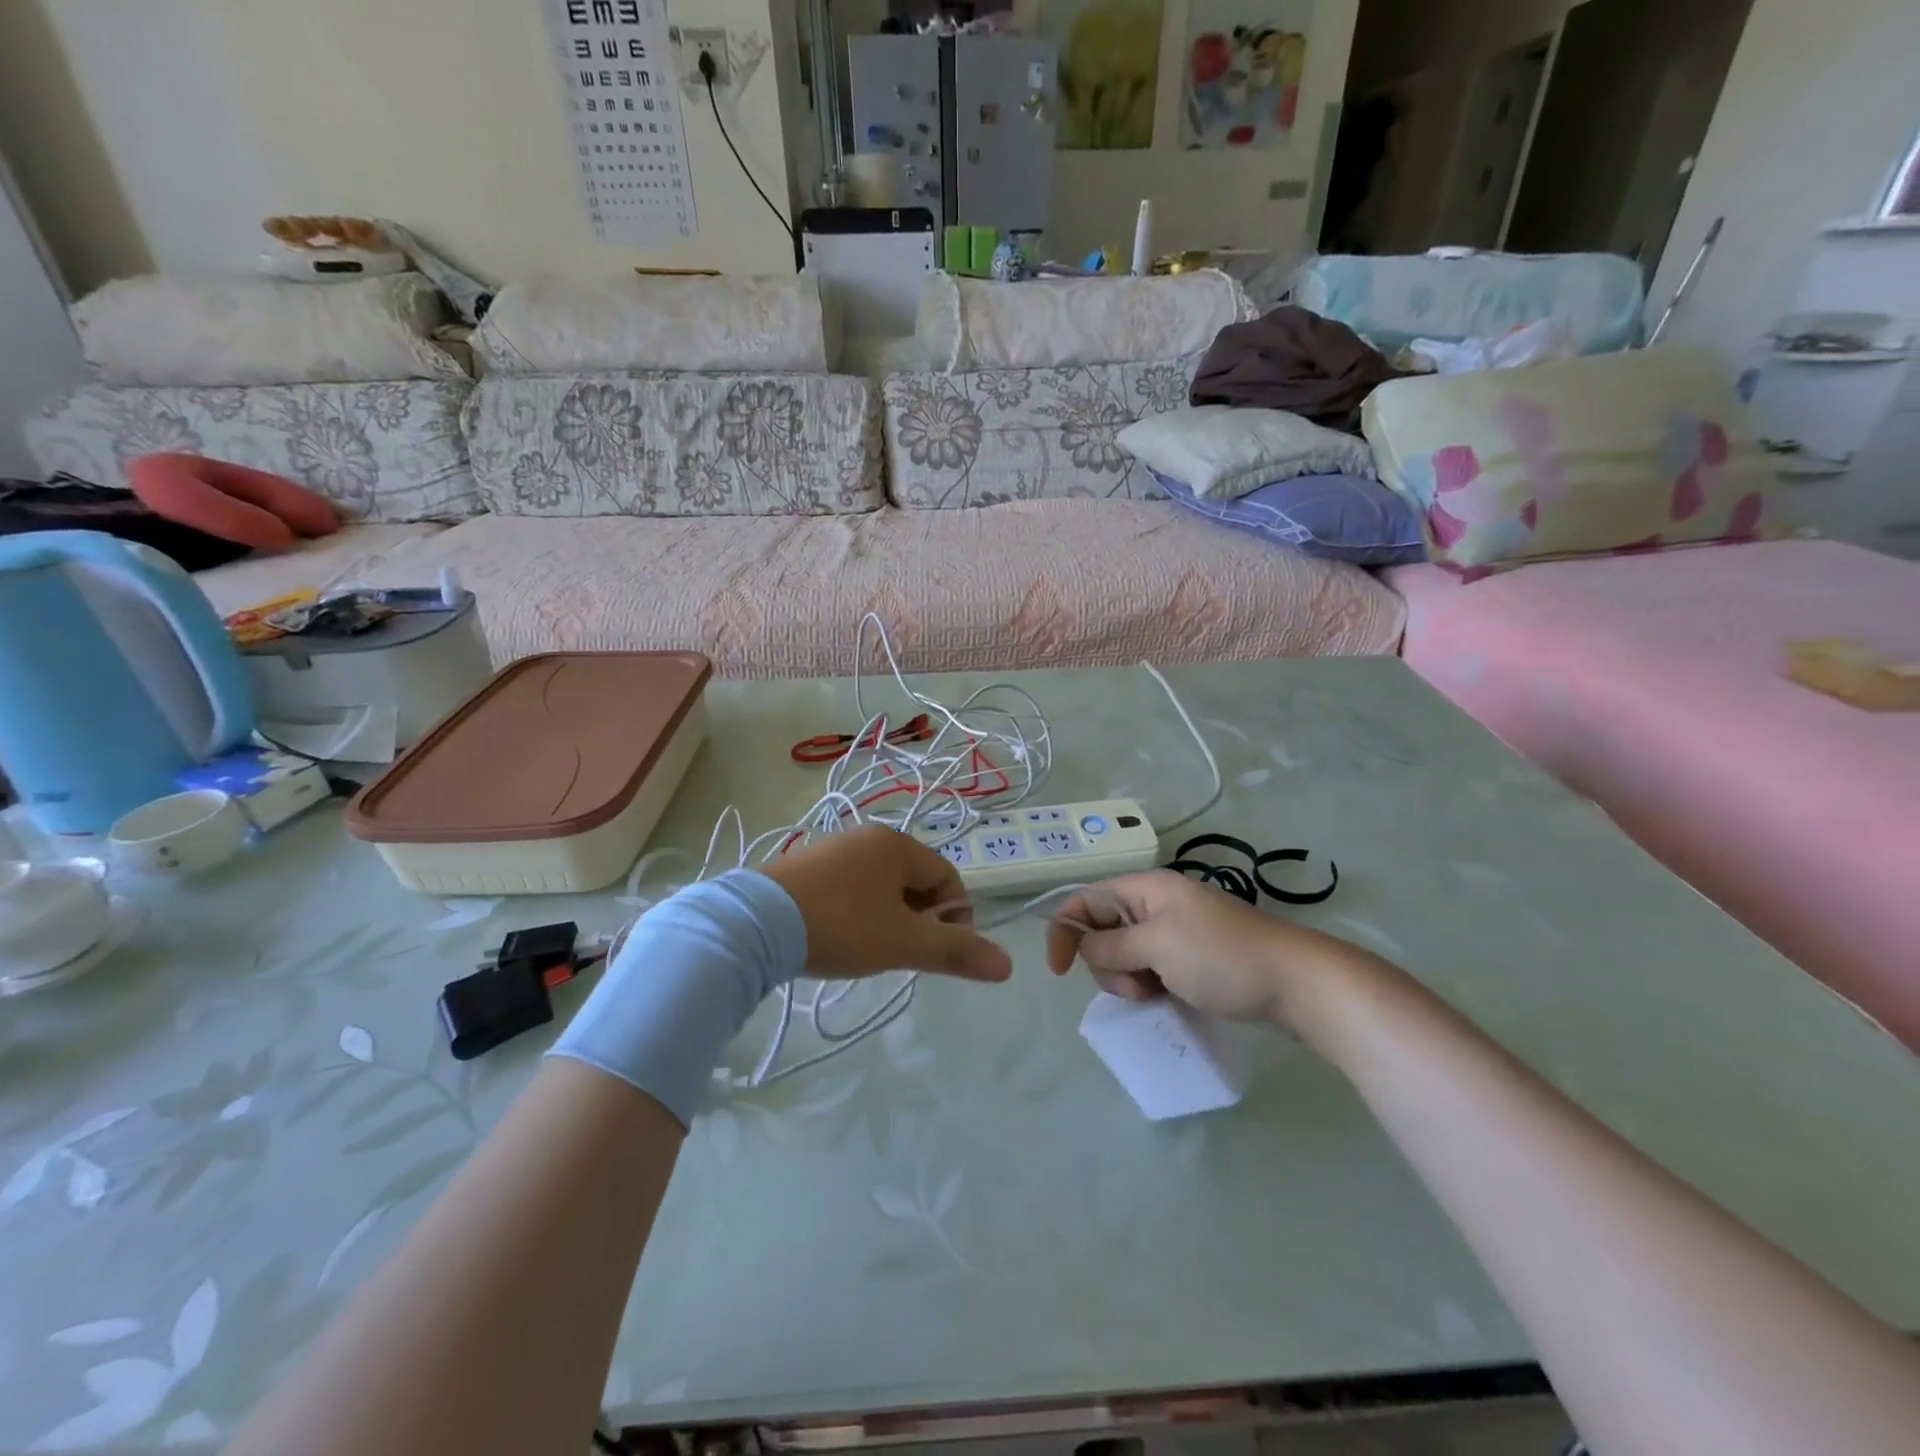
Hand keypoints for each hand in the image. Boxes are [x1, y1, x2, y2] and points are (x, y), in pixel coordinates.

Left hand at [762, 825, 1011, 983]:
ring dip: (889, 917)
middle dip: (920, 918)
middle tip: (905, 953)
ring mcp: (833, 849)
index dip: (955, 917)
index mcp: (897, 844)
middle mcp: (867, 838)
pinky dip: (858, 912)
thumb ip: (956, 952)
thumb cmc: (841, 926)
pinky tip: (841, 938)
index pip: (948, 877)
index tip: (939, 952)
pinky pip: (850, 887)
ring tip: (872, 950)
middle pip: (915, 880)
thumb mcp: (904, 943)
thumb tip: (1008, 965)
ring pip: (882, 886)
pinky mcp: (805, 867)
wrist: (753, 924)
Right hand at [1044, 870, 1374, 1026]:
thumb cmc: (1222, 958)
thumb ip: (1111, 946)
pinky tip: (1168, 999)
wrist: (1298, 983)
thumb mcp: (1156, 947)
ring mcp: (1178, 931)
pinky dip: (1151, 985)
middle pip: (1104, 930)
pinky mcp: (1194, 957)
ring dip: (1130, 979)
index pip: (1086, 899)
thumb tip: (1086, 949)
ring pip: (1126, 954)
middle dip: (1107, 964)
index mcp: (1146, 889)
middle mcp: (1158, 903)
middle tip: (1139, 987)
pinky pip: (1152, 968)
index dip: (1065, 930)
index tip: (1059, 972)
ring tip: (1159, 995)